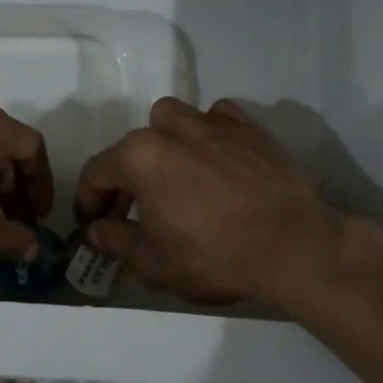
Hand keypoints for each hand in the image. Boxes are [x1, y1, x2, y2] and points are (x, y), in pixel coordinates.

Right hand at [74, 97, 382, 309]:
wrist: (293, 246)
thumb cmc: (216, 255)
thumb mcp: (155, 263)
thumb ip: (117, 242)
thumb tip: (96, 230)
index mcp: (138, 157)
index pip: (96, 173)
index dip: (89, 201)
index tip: (93, 224)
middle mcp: (169, 128)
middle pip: (132, 146)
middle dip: (127, 177)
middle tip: (135, 210)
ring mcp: (211, 121)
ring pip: (171, 120)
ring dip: (164, 143)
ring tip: (176, 175)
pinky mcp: (248, 126)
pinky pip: (216, 118)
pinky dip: (208, 134)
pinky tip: (217, 159)